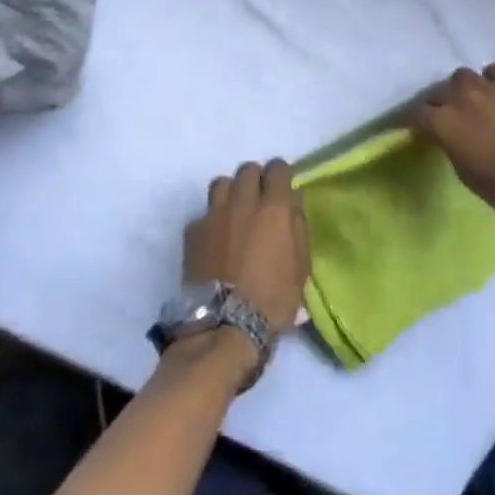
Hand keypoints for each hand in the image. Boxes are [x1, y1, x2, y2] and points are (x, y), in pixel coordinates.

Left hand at [186, 160, 310, 332]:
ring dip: (232, 192)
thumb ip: (299, 227)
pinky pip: (204, 213)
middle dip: (256, 179)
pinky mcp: (193, 232)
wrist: (225, 326)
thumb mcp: (301, 266)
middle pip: (248, 169)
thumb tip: (293, 202)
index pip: (278, 168)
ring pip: (222, 183)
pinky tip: (215, 239)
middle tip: (259, 199)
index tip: (282, 187)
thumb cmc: (273, 299)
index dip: (282, 174)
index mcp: (274, 209)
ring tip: (235, 212)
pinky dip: (211, 220)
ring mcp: (214, 215)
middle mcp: (243, 203)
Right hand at [412, 63, 494, 234]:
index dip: (413, 121)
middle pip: (438, 90)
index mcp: (443, 123)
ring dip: (463, 88)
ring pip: (464, 75)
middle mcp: (460, 98)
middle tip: (445, 116)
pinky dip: (493, 78)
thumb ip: (453, 148)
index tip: (413, 127)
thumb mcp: (467, 174)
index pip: (416, 114)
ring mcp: (489, 86)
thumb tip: (452, 139)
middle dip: (438, 103)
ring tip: (472, 101)